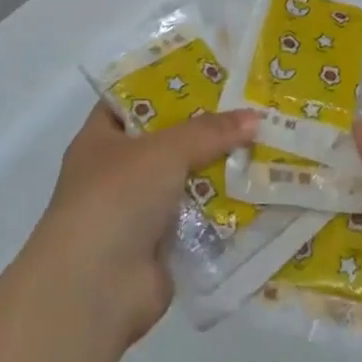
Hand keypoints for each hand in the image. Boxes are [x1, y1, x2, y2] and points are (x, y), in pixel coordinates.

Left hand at [25, 103, 257, 349]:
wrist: (95, 288)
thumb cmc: (116, 198)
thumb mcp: (164, 150)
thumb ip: (209, 131)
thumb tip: (255, 118)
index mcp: (101, 139)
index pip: (134, 100)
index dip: (169, 84)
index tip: (211, 73)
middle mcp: (117, 172)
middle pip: (168, 140)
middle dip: (206, 128)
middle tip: (251, 107)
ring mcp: (138, 211)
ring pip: (187, 179)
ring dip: (220, 169)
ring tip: (266, 144)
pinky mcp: (161, 245)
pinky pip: (199, 218)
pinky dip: (223, 209)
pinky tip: (261, 192)